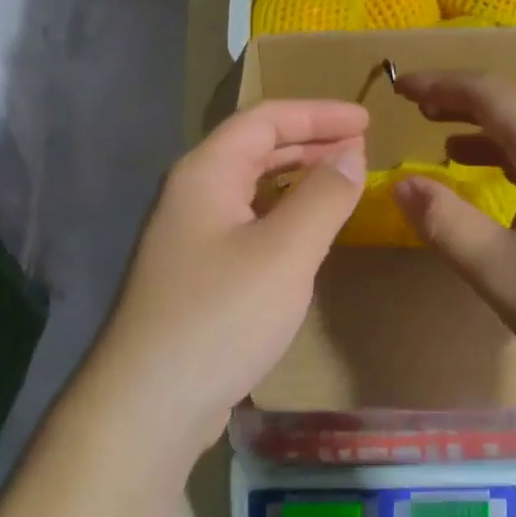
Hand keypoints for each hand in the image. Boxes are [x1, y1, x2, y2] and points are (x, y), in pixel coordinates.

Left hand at [80, 101, 367, 465]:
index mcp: (205, 173)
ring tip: (340, 180)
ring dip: (296, 178)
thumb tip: (350, 153)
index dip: (318, 113)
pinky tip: (305, 232)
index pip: (265, 120)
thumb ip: (324, 196)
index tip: (366, 120)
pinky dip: (282, 215)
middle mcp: (191, 195)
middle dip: (309, 142)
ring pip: (249, 188)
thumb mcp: (285, 252)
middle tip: (360, 146)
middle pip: (254, 149)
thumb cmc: (221, 316)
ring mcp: (188, 236)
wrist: (149, 403)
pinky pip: (246, 223)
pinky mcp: (195, 274)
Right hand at [390, 70, 515, 415]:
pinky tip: (499, 181)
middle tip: (414, 108)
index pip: (489, 92)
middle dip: (461, 102)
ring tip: (443, 138)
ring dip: (488, 131)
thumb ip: (445, 222)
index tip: (399, 87)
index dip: (440, 85)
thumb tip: (401, 183)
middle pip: (515, 106)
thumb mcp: (502, 271)